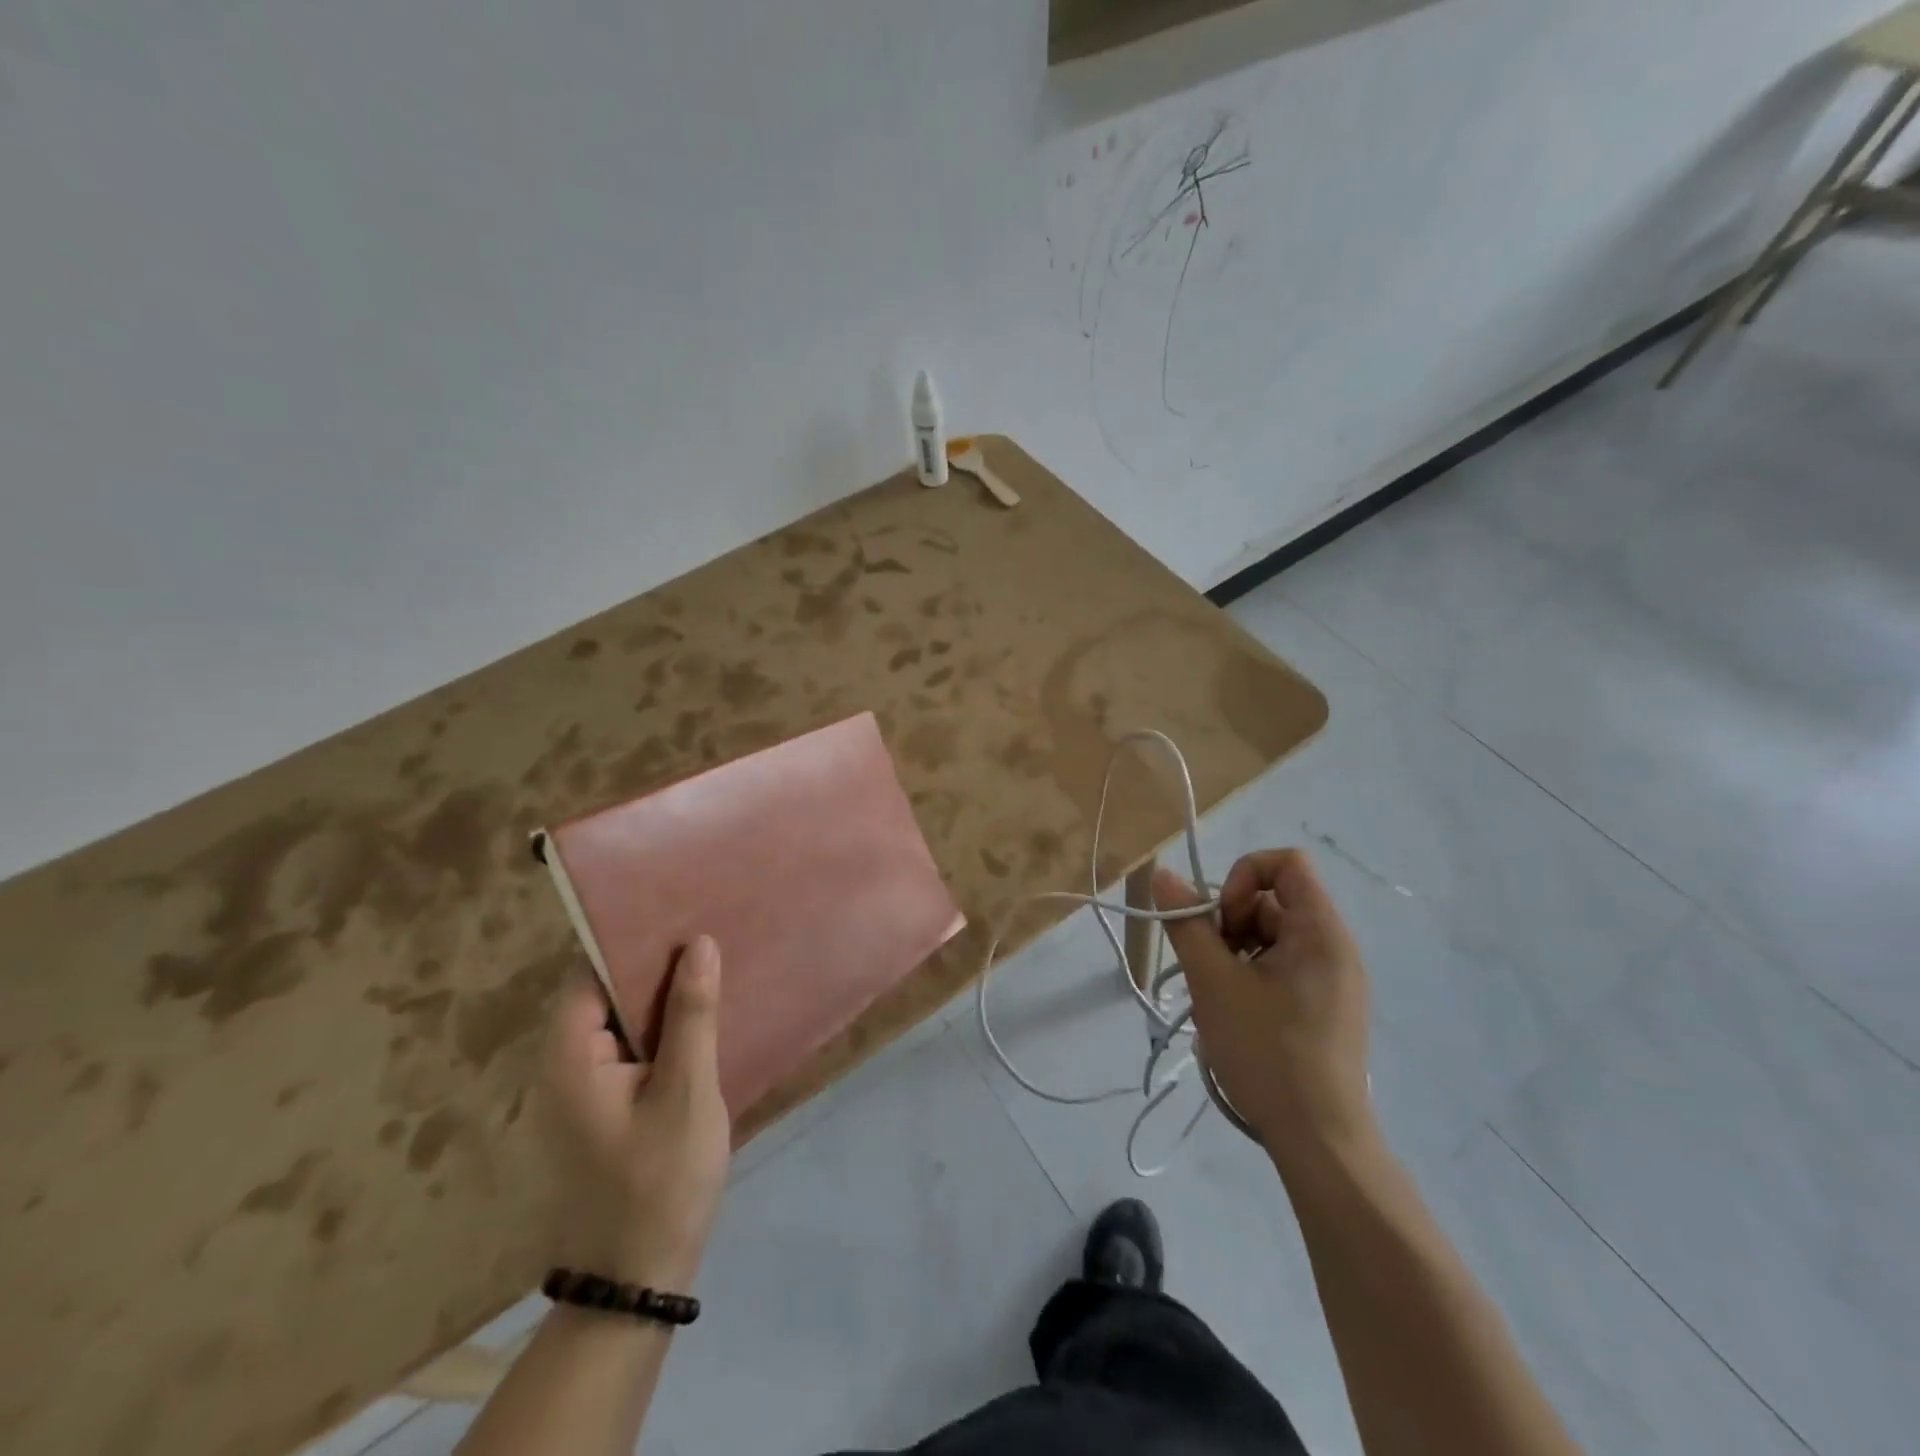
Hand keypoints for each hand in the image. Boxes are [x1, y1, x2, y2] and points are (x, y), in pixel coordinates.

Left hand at [541, 937, 732, 1291]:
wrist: (637, 1281)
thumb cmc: (660, 1180)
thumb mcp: (686, 1091)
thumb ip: (692, 1015)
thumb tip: (700, 943)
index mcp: (570, 1057)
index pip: (592, 975)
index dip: (636, 943)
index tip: (684, 917)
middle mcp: (564, 1067)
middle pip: (607, 995)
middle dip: (658, 968)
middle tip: (711, 937)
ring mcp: (582, 1091)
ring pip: (623, 1023)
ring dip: (665, 1000)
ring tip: (715, 967)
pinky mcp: (603, 1109)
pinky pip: (632, 1050)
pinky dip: (663, 1031)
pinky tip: (704, 1020)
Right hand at [1155, 850, 1373, 1165]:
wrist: (1318, 1140)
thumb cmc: (1266, 1051)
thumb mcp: (1214, 982)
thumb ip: (1187, 924)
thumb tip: (1164, 875)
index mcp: (1320, 932)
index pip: (1286, 864)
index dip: (1243, 877)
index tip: (1221, 922)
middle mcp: (1335, 947)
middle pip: (1274, 901)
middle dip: (1231, 921)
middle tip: (1210, 964)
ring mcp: (1334, 980)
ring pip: (1273, 936)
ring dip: (1236, 951)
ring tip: (1218, 994)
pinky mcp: (1327, 1007)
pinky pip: (1284, 966)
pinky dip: (1252, 974)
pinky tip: (1236, 1012)